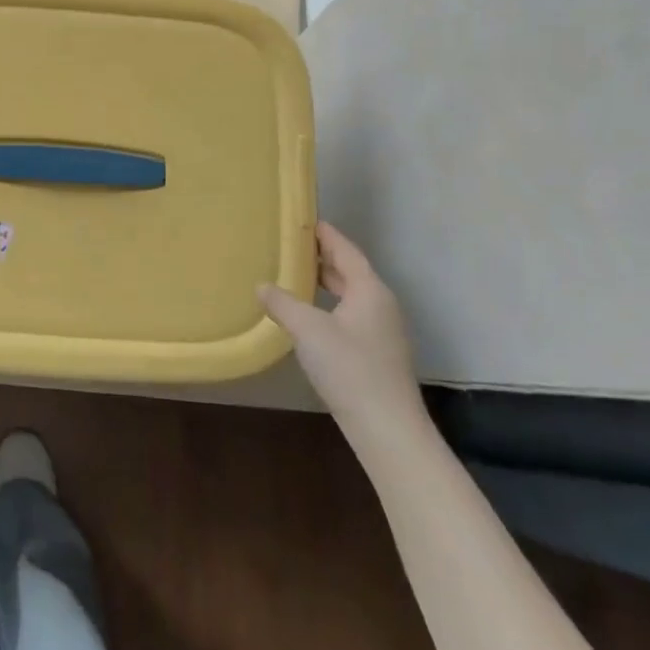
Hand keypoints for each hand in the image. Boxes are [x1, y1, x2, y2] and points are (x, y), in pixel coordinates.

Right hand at [260, 221, 424, 442]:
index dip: (326, 234)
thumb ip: (282, 303)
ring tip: (295, 275)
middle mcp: (380, 305)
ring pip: (351, 296)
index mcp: (369, 290)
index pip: (346, 250)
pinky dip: (329, 305)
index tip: (305, 220)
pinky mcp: (377, 354)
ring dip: (326, 283)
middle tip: (292, 245)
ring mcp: (382, 331)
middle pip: (350, 271)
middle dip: (323, 257)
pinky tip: (309, 316)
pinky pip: (350, 315)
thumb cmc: (349, 368)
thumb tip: (262, 285)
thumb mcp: (308, 330)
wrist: (387, 429)